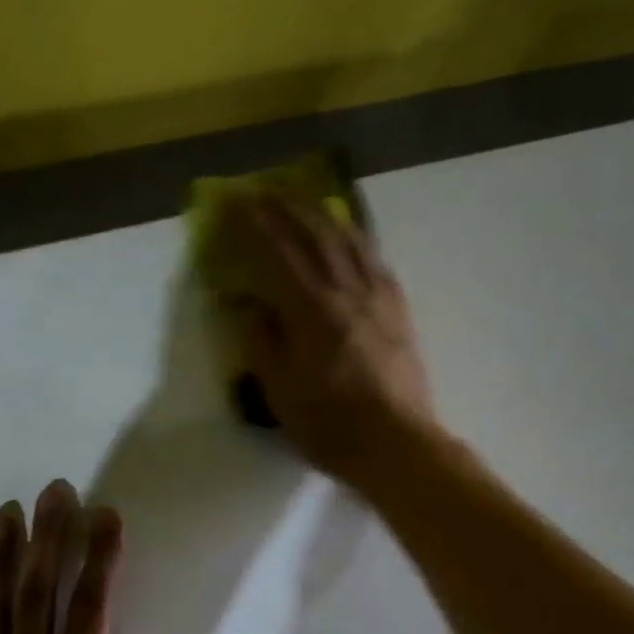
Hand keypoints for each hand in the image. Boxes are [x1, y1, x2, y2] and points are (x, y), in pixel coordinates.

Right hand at [221, 194, 438, 488]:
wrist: (397, 444)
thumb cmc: (330, 425)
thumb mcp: (280, 391)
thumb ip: (261, 342)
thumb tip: (249, 306)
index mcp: (310, 309)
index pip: (277, 252)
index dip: (254, 223)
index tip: (234, 201)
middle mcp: (345, 291)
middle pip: (316, 234)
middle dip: (287, 207)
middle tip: (265, 189)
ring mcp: (378, 298)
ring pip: (350, 240)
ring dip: (324, 214)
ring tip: (307, 202)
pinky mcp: (399, 311)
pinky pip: (375, 260)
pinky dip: (357, 239)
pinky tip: (351, 238)